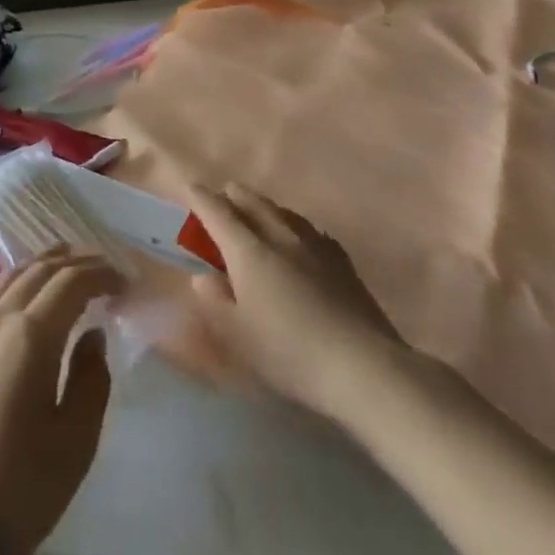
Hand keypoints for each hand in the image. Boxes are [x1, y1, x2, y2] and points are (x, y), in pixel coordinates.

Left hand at [0, 249, 122, 554]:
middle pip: (39, 271)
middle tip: (104, 268)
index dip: (101, 273)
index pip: (71, 282)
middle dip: (75, 262)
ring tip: (67, 267)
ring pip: (10, 277)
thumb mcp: (73, 444)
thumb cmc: (14, 491)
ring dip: (42, 266)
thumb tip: (92, 335)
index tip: (125, 281)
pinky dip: (13, 282)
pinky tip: (21, 298)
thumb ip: (90, 381)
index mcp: (30, 336)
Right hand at [185, 183, 402, 420]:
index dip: (201, 198)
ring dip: (264, 208)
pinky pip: (309, 230)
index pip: (218, 213)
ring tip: (258, 212)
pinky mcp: (342, 262)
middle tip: (223, 197)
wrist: (364, 367)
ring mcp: (315, 246)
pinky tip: (299, 239)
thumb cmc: (290, 353)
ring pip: (283, 212)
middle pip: (253, 203)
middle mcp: (281, 237)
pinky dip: (293, 226)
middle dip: (234, 196)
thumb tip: (204, 278)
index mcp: (249, 251)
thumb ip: (216, 302)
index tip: (189, 187)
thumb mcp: (239, 336)